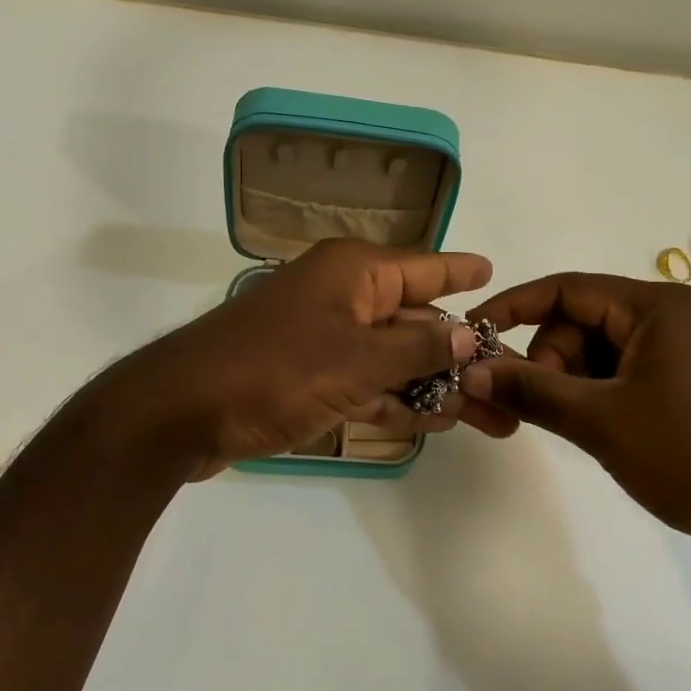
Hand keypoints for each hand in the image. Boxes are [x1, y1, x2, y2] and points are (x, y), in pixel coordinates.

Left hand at [90, 238, 513, 477]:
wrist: (181, 412)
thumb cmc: (275, 370)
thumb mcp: (358, 360)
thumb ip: (420, 349)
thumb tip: (472, 335)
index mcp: (355, 272)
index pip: (425, 267)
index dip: (461, 272)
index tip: (494, 274)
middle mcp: (343, 296)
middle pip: (416, 322)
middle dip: (461, 355)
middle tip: (508, 384)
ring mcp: (324, 338)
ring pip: (393, 358)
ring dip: (433, 386)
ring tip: (485, 416)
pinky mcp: (308, 377)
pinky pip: (365, 383)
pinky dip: (394, 401)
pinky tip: (431, 423)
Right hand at [462, 274, 690, 578]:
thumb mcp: (602, 422)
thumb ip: (531, 391)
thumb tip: (468, 371)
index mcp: (654, 306)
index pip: (564, 289)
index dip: (511, 308)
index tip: (470, 336)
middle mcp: (668, 316)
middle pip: (578, 322)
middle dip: (547, 361)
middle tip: (537, 410)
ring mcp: (680, 350)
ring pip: (597, 352)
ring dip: (571, 384)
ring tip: (576, 429)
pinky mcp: (685, 382)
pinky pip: (621, 374)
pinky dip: (597, 396)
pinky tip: (598, 431)